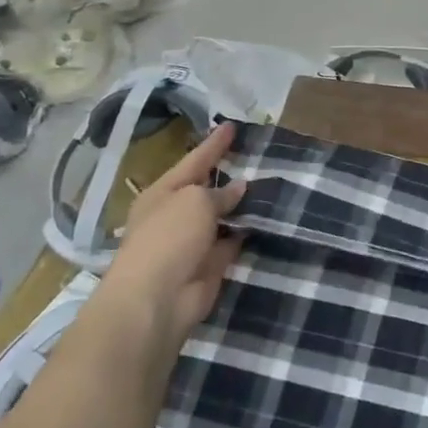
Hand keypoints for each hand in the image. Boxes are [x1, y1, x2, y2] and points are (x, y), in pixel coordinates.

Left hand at [94, 121, 246, 352]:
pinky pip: (232, 243)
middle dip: (228, 176)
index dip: (214, 144)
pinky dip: (246, 234)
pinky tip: (268, 220)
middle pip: (206, 189)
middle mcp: (175, 215)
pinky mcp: (209, 267)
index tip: (233, 126)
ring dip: (241, 206)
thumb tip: (238, 188)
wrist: (156, 301)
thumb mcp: (195, 201)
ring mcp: (191, 243)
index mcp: (163, 193)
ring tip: (271, 186)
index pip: (194, 161)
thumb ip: (219, 193)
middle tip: (256, 156)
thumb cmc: (168, 238)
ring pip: (221, 217)